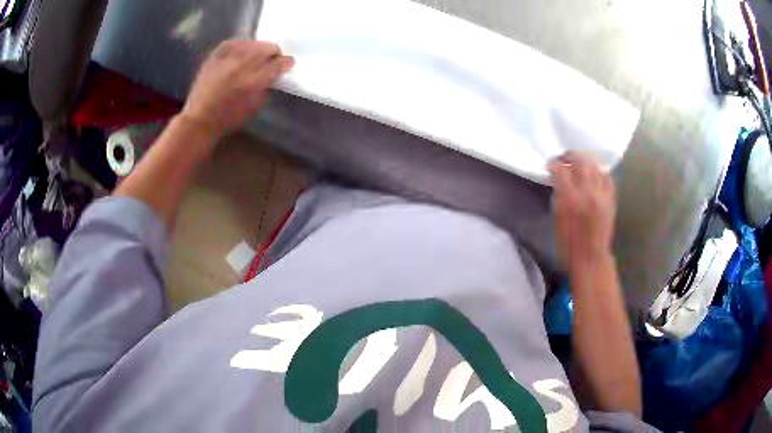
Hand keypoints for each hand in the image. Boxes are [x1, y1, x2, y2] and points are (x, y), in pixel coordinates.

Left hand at [181, 40, 294, 136]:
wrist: (199, 119)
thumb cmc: (228, 118)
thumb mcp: (254, 107)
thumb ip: (265, 88)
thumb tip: (273, 75)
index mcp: (253, 83)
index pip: (277, 64)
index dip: (287, 61)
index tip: (289, 62)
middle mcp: (242, 67)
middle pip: (266, 48)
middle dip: (274, 52)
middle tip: (274, 57)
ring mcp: (226, 60)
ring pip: (250, 44)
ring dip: (258, 47)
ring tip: (258, 53)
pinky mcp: (214, 58)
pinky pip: (231, 43)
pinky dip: (240, 44)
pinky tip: (242, 49)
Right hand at [548, 152, 615, 269]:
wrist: (590, 257)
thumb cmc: (568, 242)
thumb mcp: (556, 217)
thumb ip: (558, 194)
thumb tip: (557, 179)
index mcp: (570, 198)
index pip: (561, 169)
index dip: (553, 164)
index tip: (549, 166)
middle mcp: (587, 192)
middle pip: (580, 161)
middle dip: (570, 156)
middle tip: (563, 158)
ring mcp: (601, 194)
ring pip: (595, 166)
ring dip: (585, 161)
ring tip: (578, 163)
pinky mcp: (611, 199)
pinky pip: (607, 178)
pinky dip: (599, 172)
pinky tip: (595, 173)